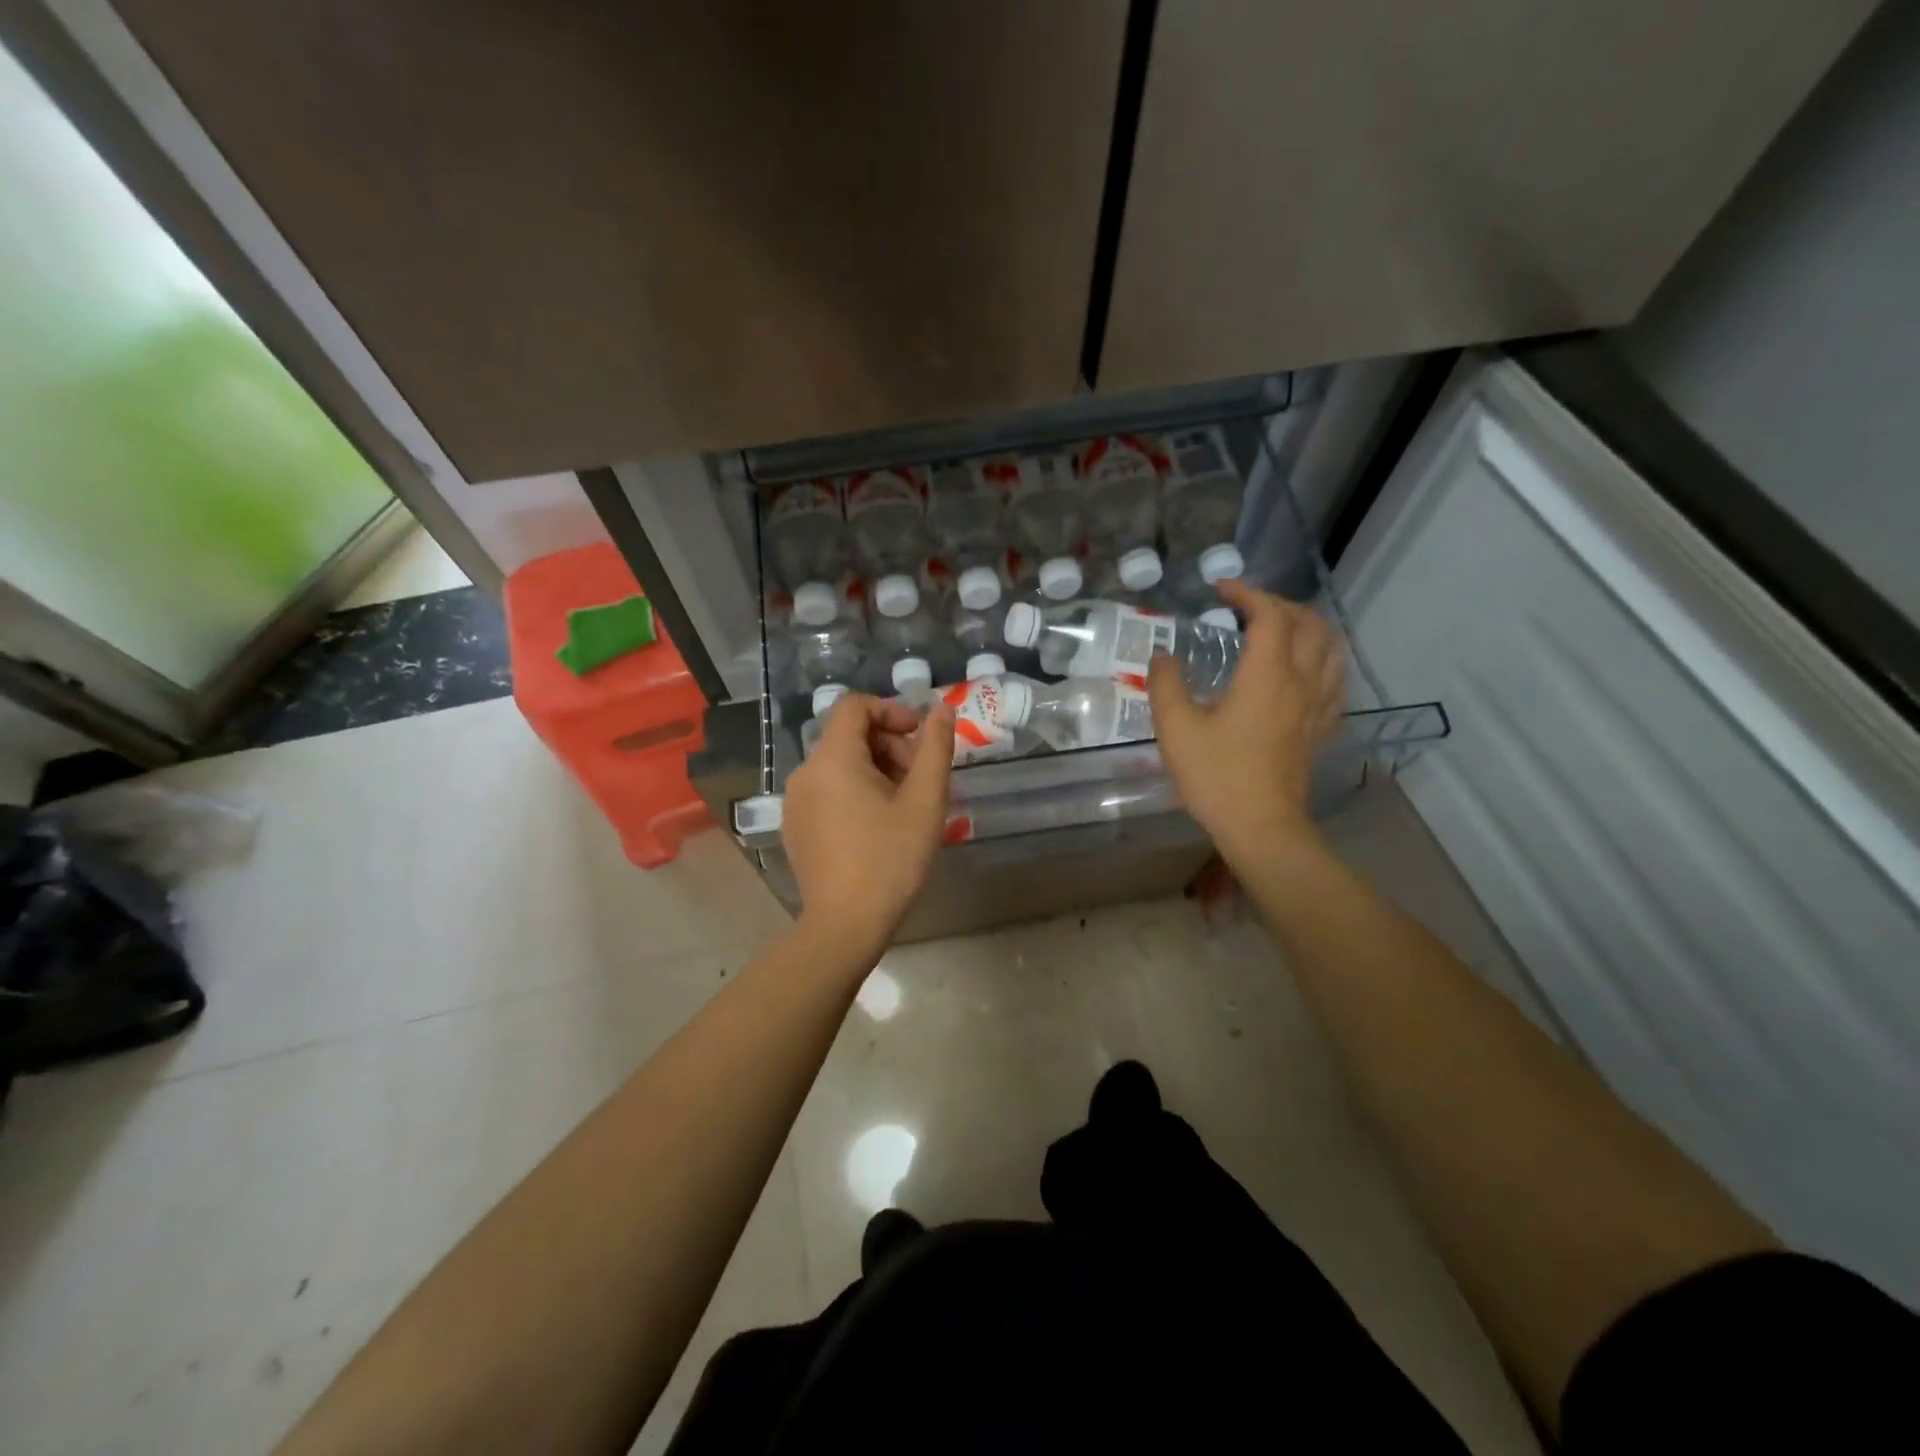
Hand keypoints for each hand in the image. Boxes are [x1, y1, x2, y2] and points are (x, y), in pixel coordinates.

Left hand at [781, 693, 954, 957]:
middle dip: (889, 746)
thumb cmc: (891, 859)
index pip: (854, 706)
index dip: (891, 711)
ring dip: (875, 770)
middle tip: (920, 780)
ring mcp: (795, 802)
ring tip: (903, 806)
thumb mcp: (925, 801)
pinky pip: (826, 790)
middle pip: (848, 735)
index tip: (919, 737)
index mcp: (833, 759)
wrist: (846, 924)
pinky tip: (877, 826)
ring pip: (839, 764)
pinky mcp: (795, 826)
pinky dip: (854, 792)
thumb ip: (935, 748)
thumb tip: (941, 709)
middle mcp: (805, 772)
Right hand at [1147, 579, 1345, 865]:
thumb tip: (1163, 657)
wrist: (1262, 828)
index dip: (1247, 593)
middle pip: (1308, 623)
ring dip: (1307, 626)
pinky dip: (1322, 659)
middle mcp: (1301, 681)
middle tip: (1246, 608)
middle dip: (1278, 604)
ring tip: (1280, 628)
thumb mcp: (1176, 729)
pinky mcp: (1321, 728)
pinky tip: (1304, 669)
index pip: (1270, 614)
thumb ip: (1166, 685)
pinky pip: (1335, 679)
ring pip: (1330, 648)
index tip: (1220, 589)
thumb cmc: (1217, 776)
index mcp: (1267, 674)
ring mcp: (1318, 706)